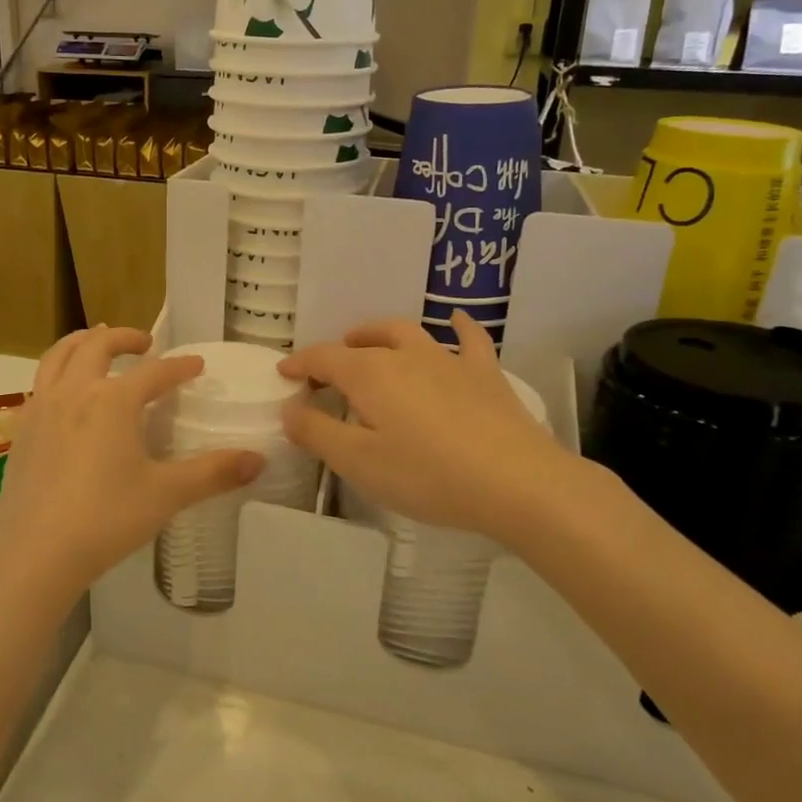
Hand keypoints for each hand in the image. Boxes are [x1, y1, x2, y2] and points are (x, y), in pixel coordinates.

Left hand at [0, 326, 262, 601]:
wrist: (35, 554)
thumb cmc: (106, 519)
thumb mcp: (166, 495)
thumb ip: (213, 473)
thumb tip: (259, 460)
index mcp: (113, 400)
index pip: (154, 371)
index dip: (179, 366)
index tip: (196, 364)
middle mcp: (75, 392)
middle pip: (97, 345)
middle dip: (124, 337)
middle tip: (145, 344)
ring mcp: (41, 408)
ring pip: (58, 355)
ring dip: (82, 342)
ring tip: (97, 343)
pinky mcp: (21, 430)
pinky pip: (40, 383)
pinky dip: (58, 371)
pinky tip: (66, 394)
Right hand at [279, 313, 584, 542]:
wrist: (517, 482)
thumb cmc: (428, 475)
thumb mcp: (359, 462)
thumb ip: (317, 432)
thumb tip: (289, 408)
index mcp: (370, 374)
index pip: (324, 358)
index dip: (300, 363)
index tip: (284, 373)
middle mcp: (406, 356)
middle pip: (365, 341)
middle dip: (340, 348)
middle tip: (328, 368)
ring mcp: (449, 360)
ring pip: (408, 333)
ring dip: (381, 334)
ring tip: (370, 342)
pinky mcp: (485, 375)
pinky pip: (469, 339)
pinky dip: (458, 326)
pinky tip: (456, 319)